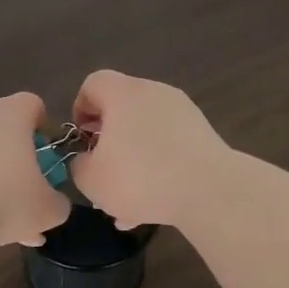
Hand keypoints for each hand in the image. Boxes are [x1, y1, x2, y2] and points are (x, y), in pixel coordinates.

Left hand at [0, 92, 72, 248]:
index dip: (43, 128)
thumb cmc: (3, 204)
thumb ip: (59, 200)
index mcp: (10, 115)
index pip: (33, 104)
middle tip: (24, 186)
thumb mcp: (48, 210)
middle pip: (5, 125)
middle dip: (17, 153)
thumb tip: (52, 200)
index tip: (45, 157)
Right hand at [68, 70, 230, 229]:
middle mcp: (155, 93)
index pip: (94, 83)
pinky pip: (169, 147)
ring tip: (127, 203)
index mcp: (124, 94)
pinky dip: (158, 168)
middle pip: (122, 110)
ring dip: (132, 162)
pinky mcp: (203, 134)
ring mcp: (183, 112)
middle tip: (102, 172)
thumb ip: (78, 164)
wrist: (210, 191)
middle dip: (108, 142)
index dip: (80, 109)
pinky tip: (153, 204)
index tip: (82, 140)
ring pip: (145, 133)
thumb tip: (87, 159)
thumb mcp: (91, 179)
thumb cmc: (140, 178)